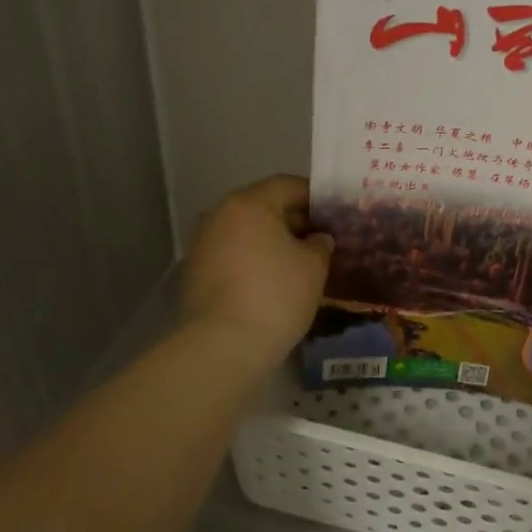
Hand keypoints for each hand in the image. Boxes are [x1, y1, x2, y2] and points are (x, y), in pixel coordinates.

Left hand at [181, 175, 332, 360]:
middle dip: (294, 219)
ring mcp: (203, 243)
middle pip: (264, 206)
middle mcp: (221, 214)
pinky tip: (274, 279)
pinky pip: (234, 253)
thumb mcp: (314, 266)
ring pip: (247, 231)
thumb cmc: (275, 295)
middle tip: (322, 238)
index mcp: (250, 203)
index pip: (288, 185)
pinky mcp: (196, 271)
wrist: (222, 345)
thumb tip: (317, 239)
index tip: (335, 214)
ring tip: (301, 261)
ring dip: (273, 241)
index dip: (316, 197)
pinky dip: (254, 259)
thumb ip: (320, 244)